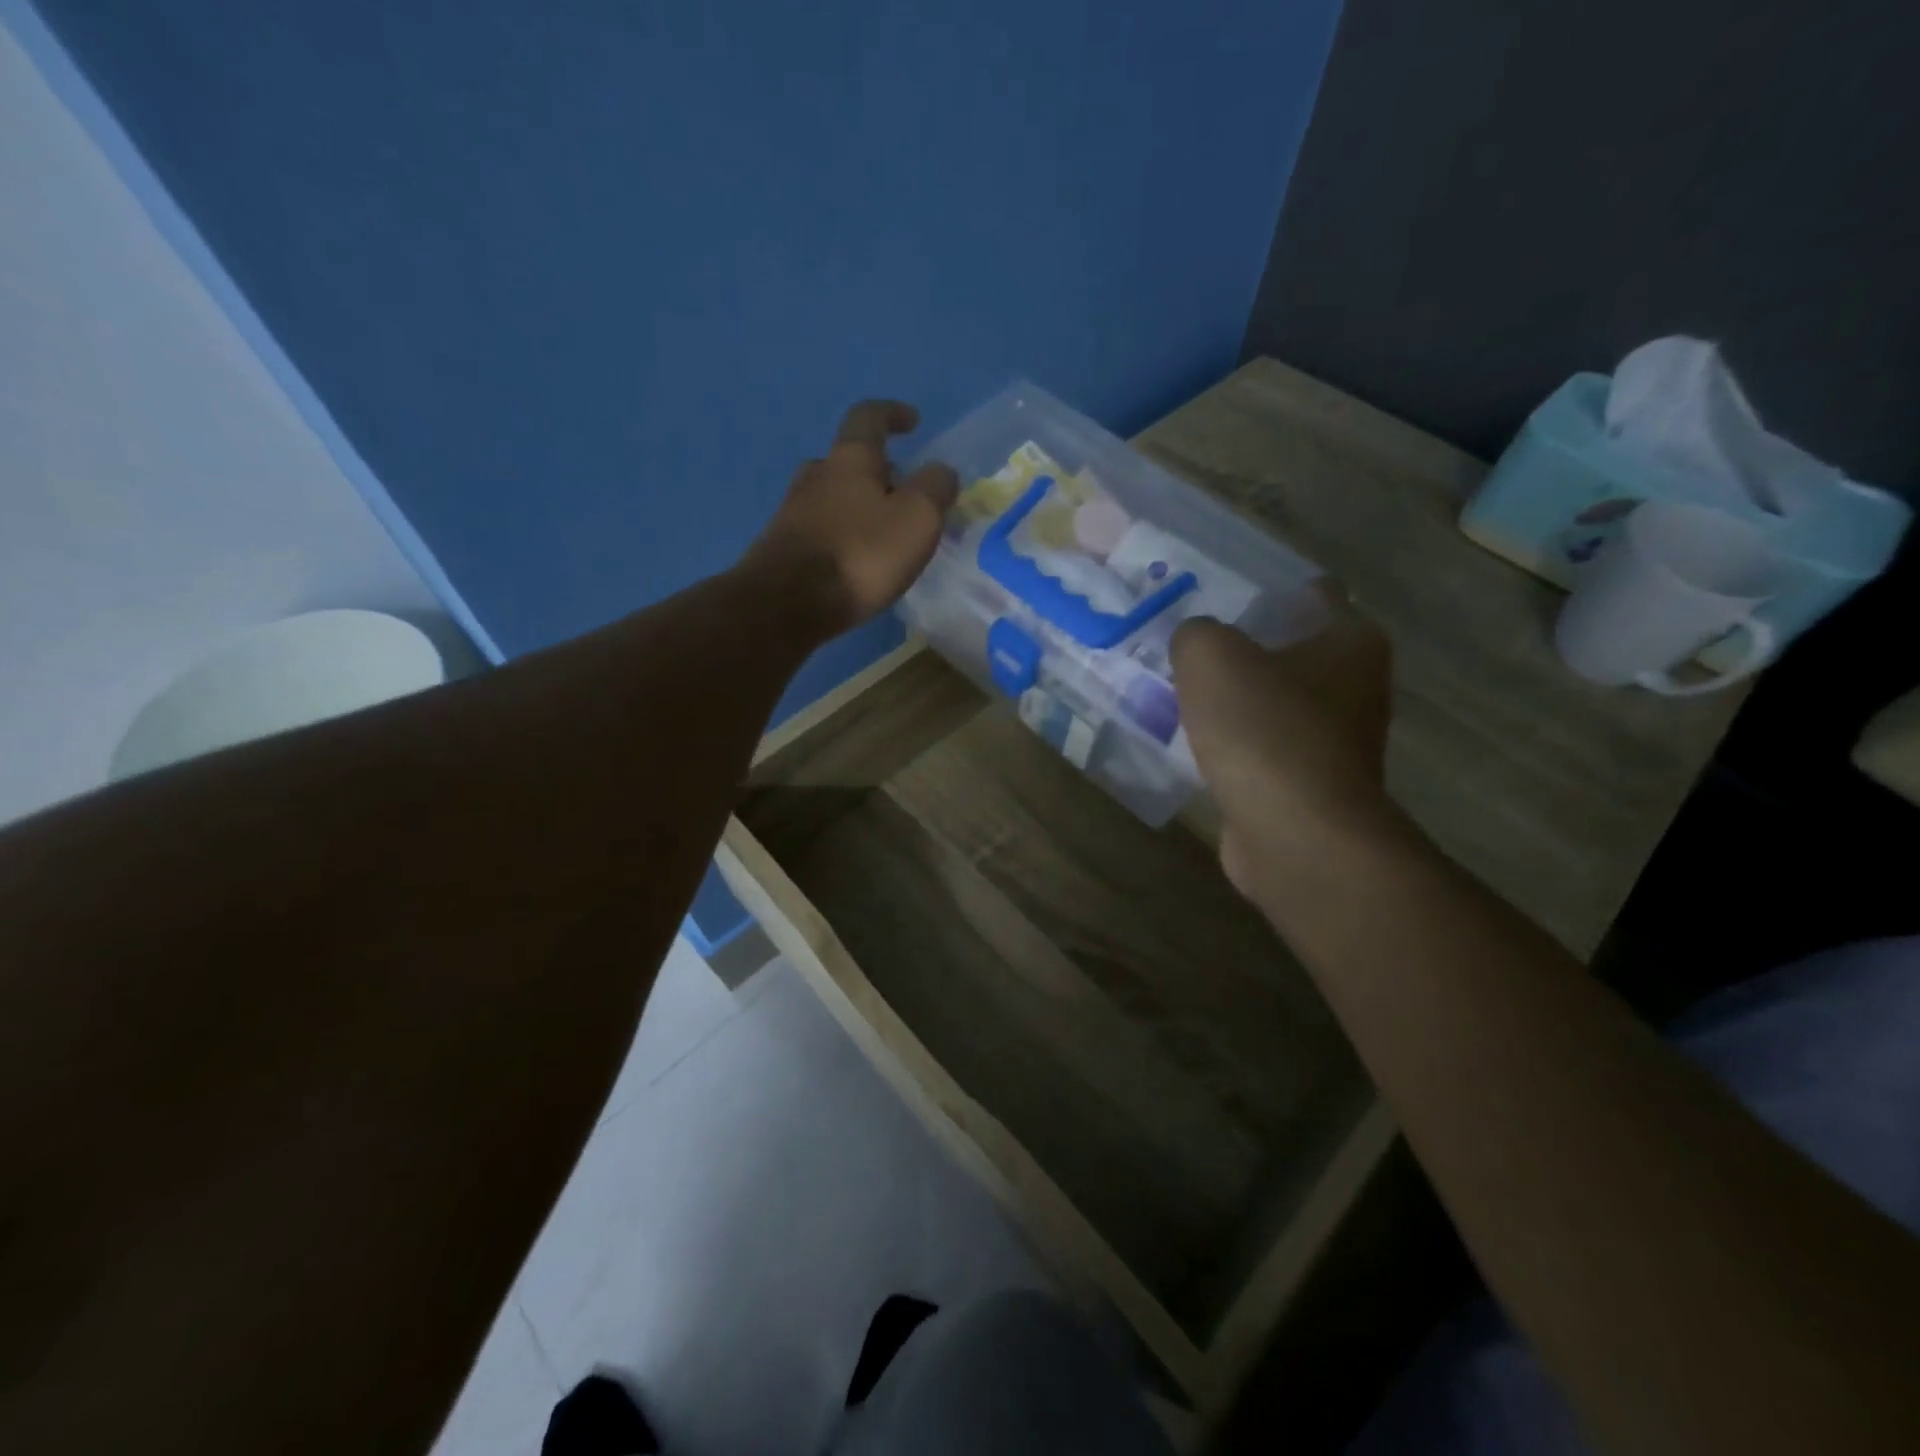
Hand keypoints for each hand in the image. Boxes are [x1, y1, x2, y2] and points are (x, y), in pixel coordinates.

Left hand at [742, 400, 958, 637]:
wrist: (787, 604)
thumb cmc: (860, 554)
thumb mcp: (917, 518)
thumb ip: (935, 488)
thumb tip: (941, 471)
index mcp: (849, 458)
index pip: (869, 417)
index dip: (893, 414)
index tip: (913, 422)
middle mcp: (816, 476)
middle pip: (849, 461)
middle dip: (878, 471)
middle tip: (904, 494)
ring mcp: (794, 512)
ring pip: (833, 497)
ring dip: (860, 506)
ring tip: (885, 534)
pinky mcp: (783, 548)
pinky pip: (822, 530)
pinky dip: (844, 536)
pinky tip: (858, 563)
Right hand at [1171, 584, 1396, 896]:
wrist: (1295, 833)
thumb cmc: (1263, 728)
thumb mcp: (1210, 657)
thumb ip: (1196, 634)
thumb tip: (1195, 644)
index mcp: (1351, 641)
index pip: (1317, 594)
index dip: (1270, 590)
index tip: (1223, 597)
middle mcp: (1357, 687)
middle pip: (1294, 651)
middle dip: (1247, 648)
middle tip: (1193, 648)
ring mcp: (1338, 742)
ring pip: (1278, 703)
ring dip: (1240, 700)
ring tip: (1185, 694)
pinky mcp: (1313, 785)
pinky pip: (1267, 748)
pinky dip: (1239, 745)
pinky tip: (1198, 745)